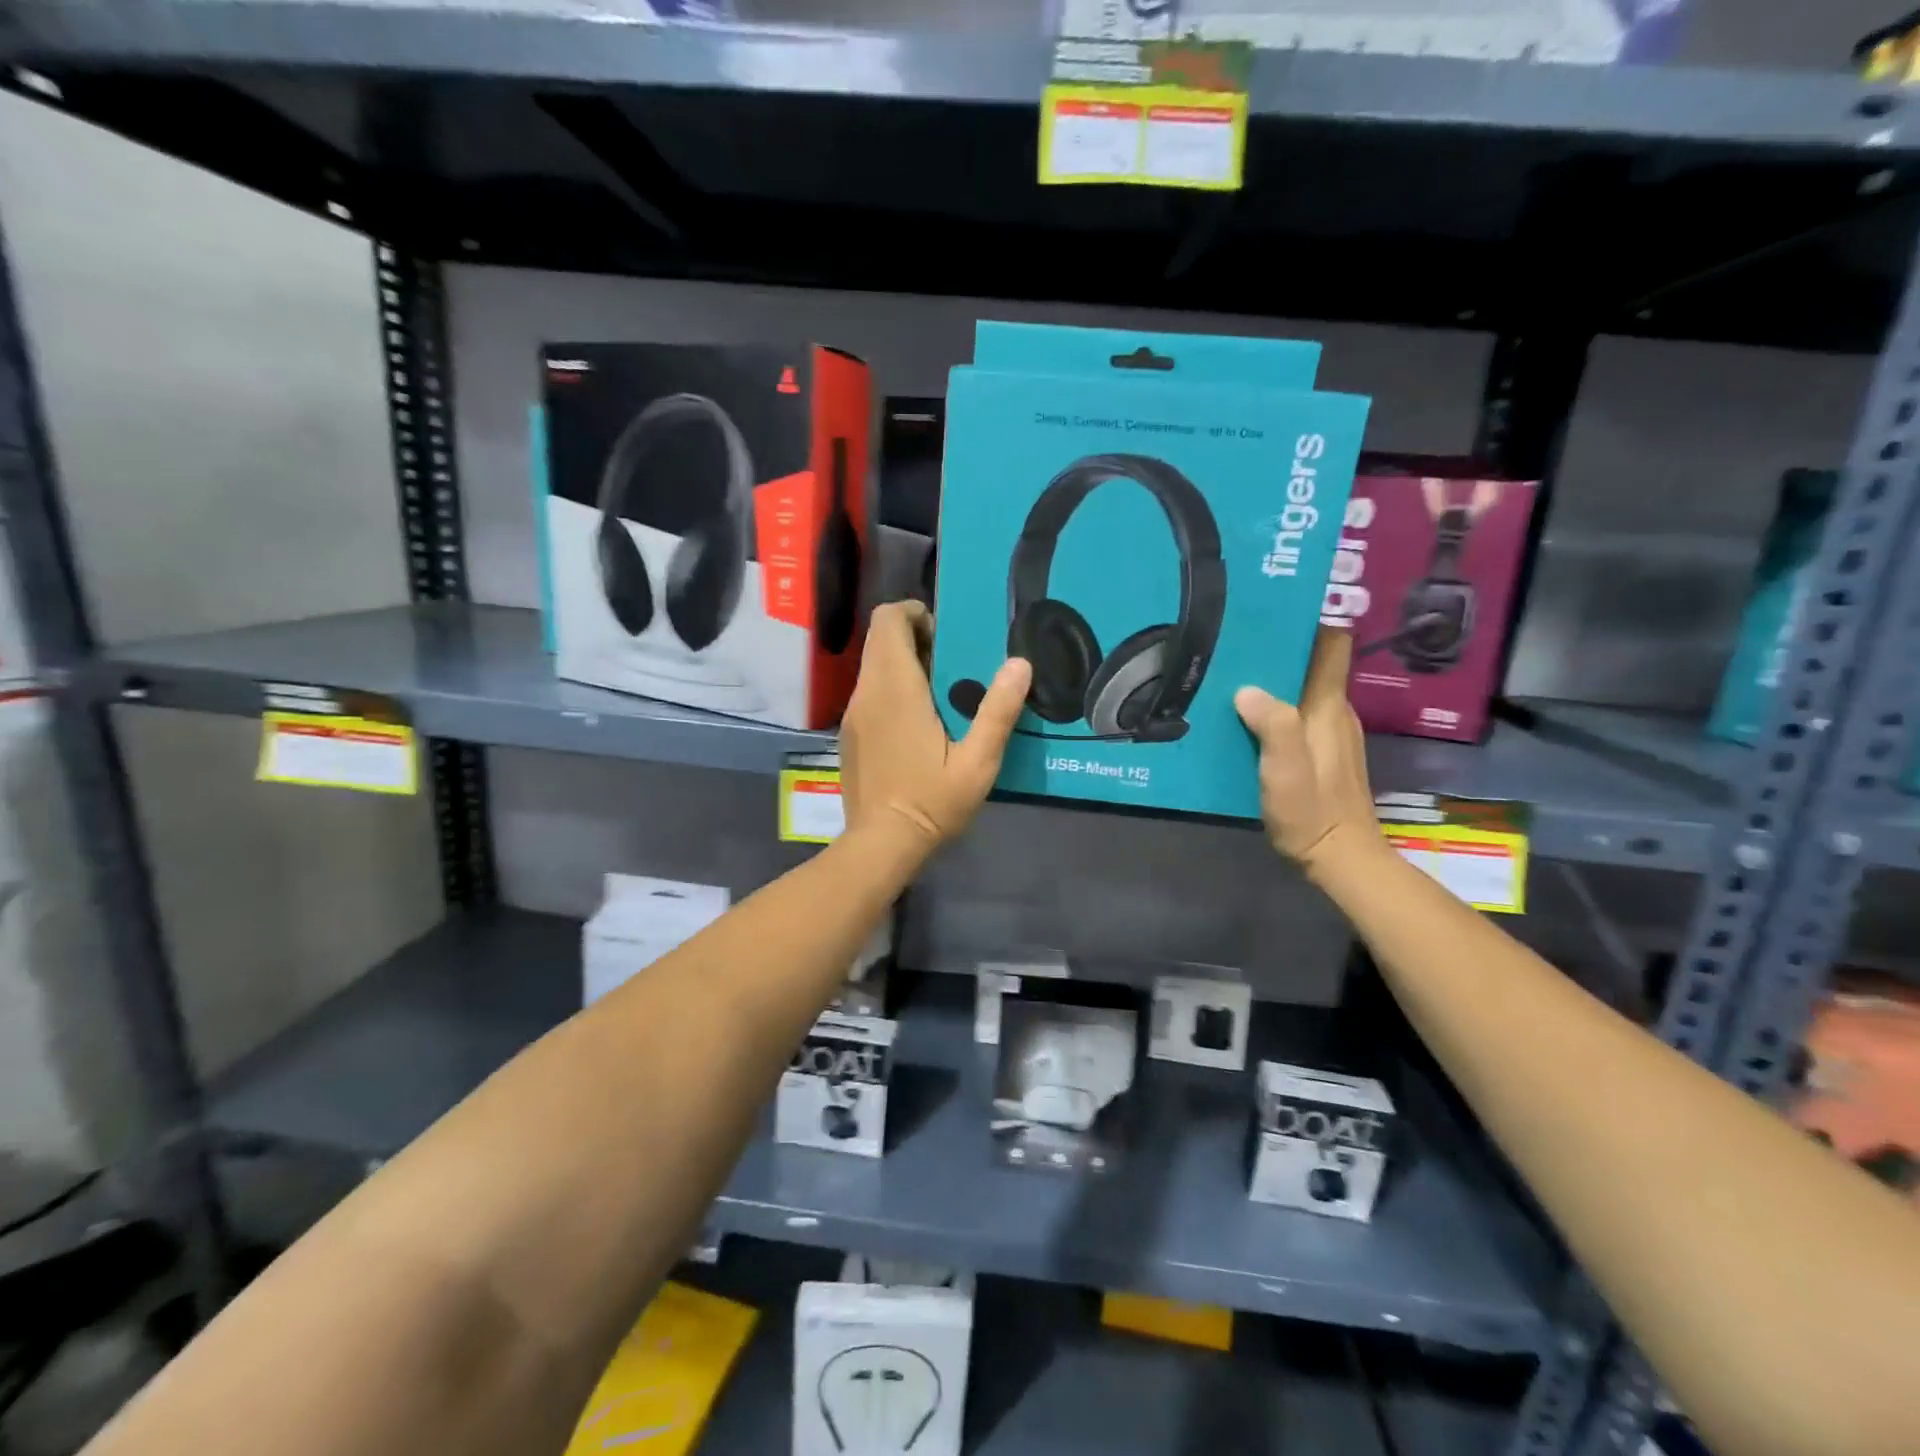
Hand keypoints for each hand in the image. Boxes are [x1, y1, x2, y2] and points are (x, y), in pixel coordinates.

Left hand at [840, 602, 1031, 854]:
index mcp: (896, 689)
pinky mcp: (849, 733)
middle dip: (913, 637)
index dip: (914, 613)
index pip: (887, 621)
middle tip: (951, 664)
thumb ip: (998, 711)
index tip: (945, 634)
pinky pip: (869, 692)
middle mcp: (867, 692)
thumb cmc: (931, 802)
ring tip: (940, 694)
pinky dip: (891, 689)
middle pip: (879, 639)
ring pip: (873, 666)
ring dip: (903, 664)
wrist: (881, 844)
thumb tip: (1020, 662)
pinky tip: (917, 724)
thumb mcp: (978, 762)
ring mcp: (852, 714)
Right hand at [1235, 629, 1380, 876]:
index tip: (1276, 605)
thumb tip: (1247, 689)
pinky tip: (1242, 716)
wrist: (1341, 857)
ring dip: (1273, 677)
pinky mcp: (1320, 753)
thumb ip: (1273, 725)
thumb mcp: (1285, 769)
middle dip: (1279, 646)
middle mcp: (1334, 712)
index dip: (1311, 620)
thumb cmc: (1313, 811)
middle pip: (1312, 663)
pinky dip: (1273, 705)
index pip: (1333, 645)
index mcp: (1328, 707)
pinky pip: (1296, 713)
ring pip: (1302, 688)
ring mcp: (1330, 733)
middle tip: (1235, 638)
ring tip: (1230, 671)